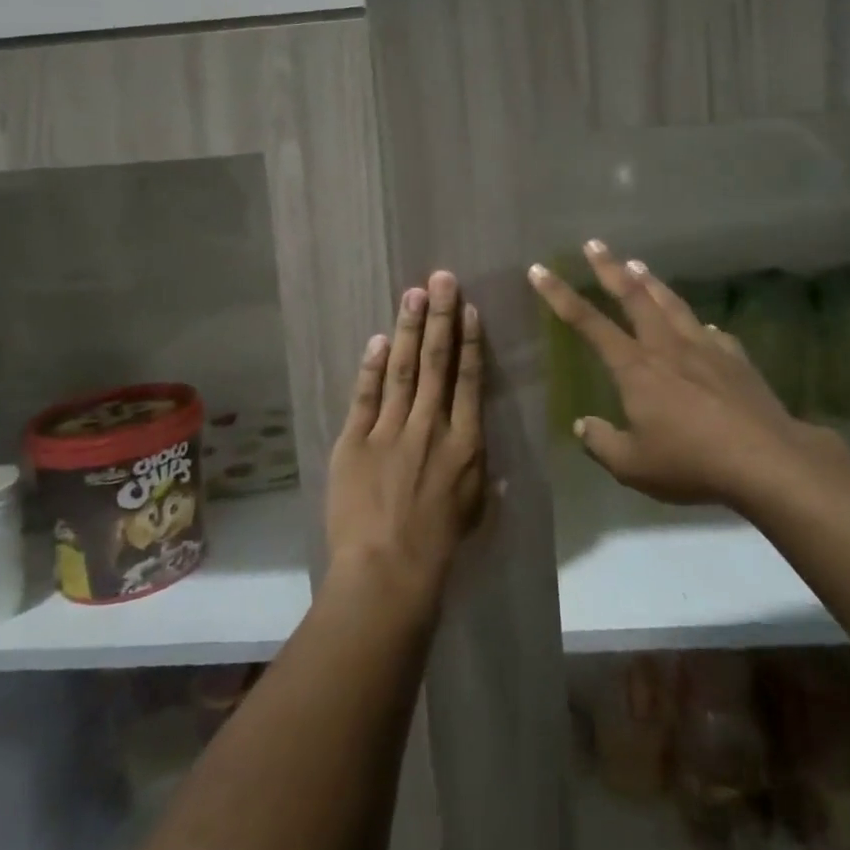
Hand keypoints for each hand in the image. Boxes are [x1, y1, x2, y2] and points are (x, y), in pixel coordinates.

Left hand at [325, 271, 487, 611]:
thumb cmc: (439, 546)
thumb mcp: (474, 511)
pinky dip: (372, 367)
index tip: (469, 309)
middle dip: (440, 317)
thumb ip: (482, 477)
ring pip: (404, 370)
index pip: (468, 381)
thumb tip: (493, 460)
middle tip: (441, 279)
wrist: (388, 571)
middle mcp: (431, 427)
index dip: (469, 341)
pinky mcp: (355, 441)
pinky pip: (366, 397)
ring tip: (414, 294)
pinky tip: (378, 340)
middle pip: (437, 363)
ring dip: (409, 330)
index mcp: (465, 443)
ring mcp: (391, 431)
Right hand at [528, 240, 847, 505]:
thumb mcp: (633, 466)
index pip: (588, 323)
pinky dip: (697, 323)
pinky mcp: (735, 359)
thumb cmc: (691, 462)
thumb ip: (602, 443)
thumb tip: (583, 425)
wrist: (766, 460)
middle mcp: (666, 347)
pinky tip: (701, 324)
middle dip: (610, 268)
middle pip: (634, 297)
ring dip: (652, 282)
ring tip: (638, 264)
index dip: (560, 295)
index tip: (540, 270)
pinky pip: (711, 332)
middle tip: (595, 244)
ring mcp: (705, 348)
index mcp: (635, 368)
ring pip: (672, 304)